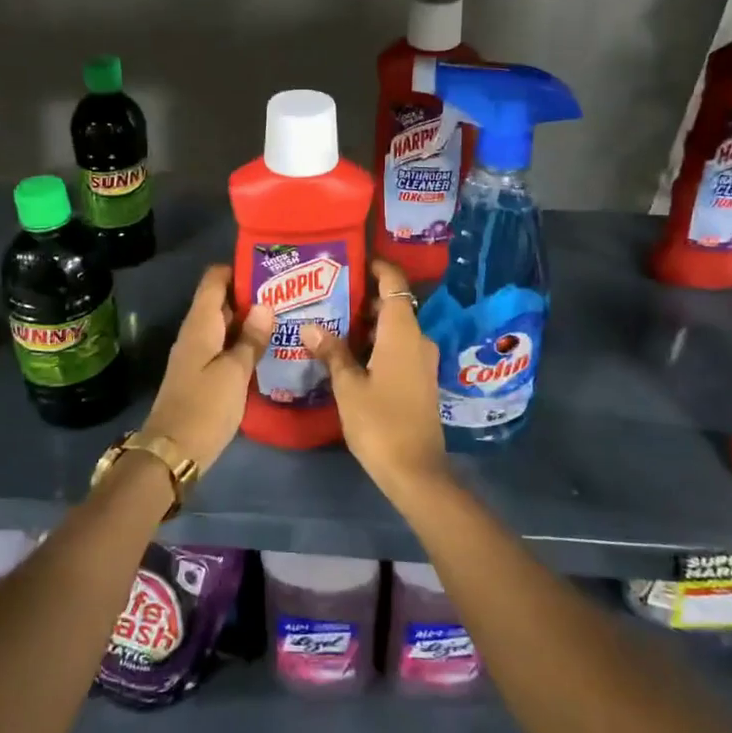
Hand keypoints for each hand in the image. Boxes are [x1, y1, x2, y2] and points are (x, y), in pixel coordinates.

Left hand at [142, 265, 272, 473]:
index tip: (270, 270)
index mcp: (200, 324)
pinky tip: (267, 349)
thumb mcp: (235, 372)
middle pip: (221, 301)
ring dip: (250, 321)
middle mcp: (195, 333)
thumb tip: (265, 304)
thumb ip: (251, 338)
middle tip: (288, 295)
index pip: (214, 279)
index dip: (239, 269)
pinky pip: (223, 347)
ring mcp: (196, 354)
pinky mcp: (201, 374)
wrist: (172, 453)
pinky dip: (242, 343)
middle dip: (251, 295)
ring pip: (224, 326)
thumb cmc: (205, 407)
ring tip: (285, 318)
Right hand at [300, 259, 447, 500]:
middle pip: (393, 305)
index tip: (351, 262)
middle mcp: (418, 339)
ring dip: (368, 325)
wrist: (415, 470)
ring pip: (394, 329)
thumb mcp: (348, 386)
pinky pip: (398, 348)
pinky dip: (377, 344)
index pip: (394, 283)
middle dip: (363, 298)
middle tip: (328, 297)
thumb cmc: (379, 421)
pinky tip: (349, 355)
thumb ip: (332, 352)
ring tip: (332, 324)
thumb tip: (310, 326)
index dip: (376, 267)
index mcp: (402, 332)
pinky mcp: (420, 380)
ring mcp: (422, 361)